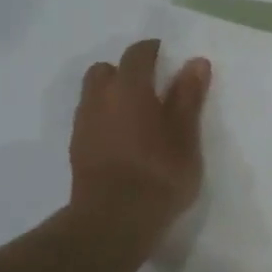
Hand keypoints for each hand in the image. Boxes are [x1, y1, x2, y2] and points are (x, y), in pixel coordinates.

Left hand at [63, 39, 210, 261]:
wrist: (114, 220)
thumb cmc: (159, 174)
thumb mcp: (186, 136)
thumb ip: (188, 97)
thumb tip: (195, 62)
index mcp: (129, 89)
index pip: (137, 55)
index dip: (152, 50)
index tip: (166, 55)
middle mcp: (100, 99)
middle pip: (105, 70)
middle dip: (125, 71)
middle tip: (150, 87)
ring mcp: (84, 125)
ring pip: (93, 95)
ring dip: (112, 94)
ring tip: (137, 114)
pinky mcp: (77, 149)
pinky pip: (90, 119)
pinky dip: (105, 118)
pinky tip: (124, 138)